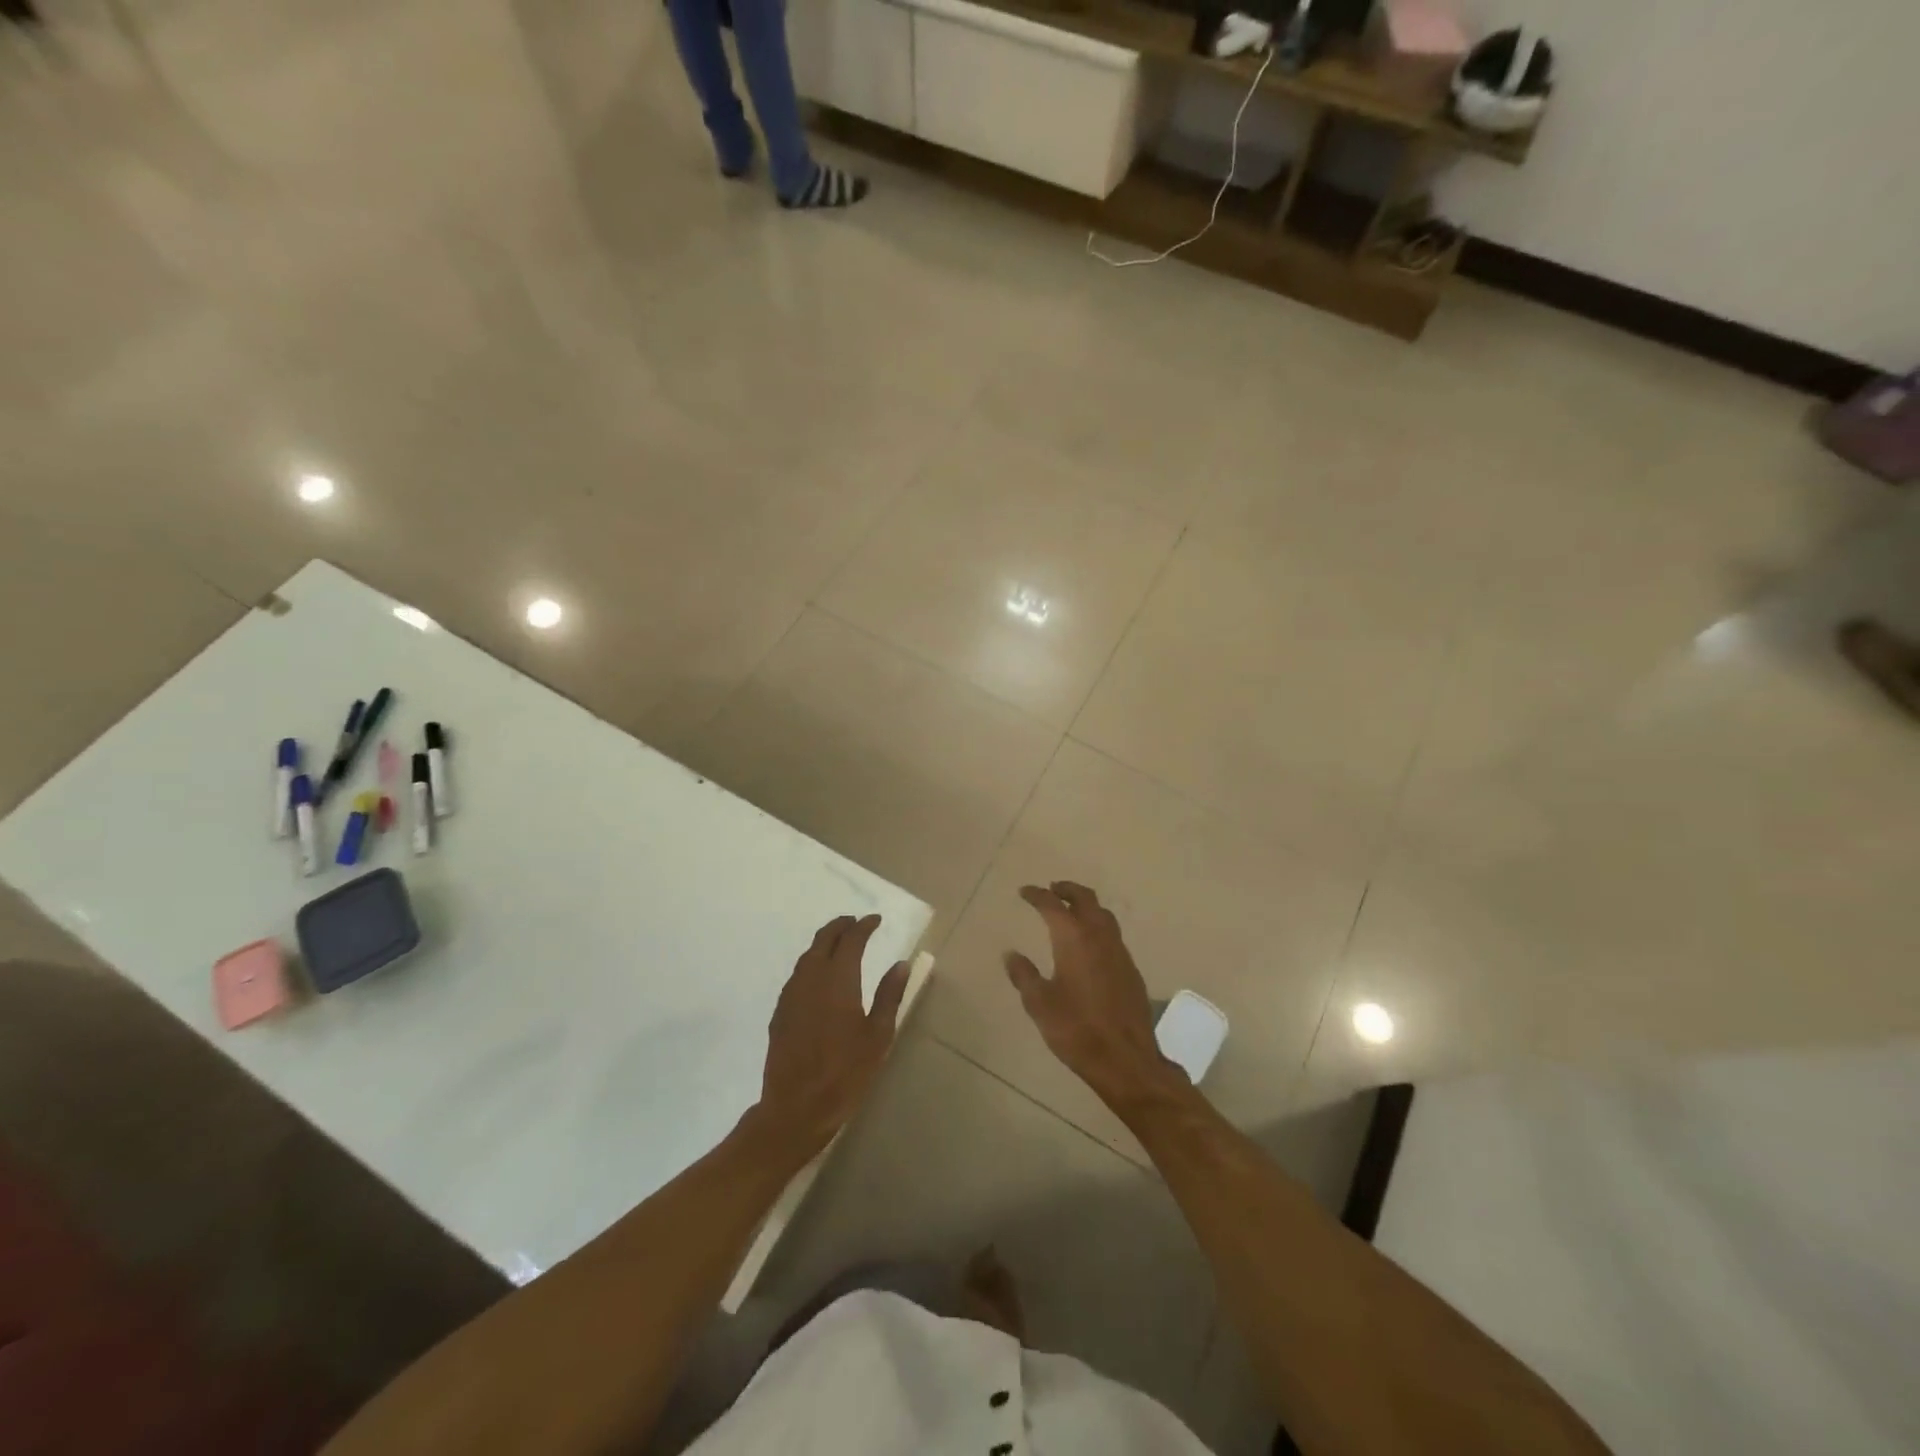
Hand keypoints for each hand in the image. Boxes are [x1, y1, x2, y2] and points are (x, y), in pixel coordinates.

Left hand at [757, 914, 908, 1155]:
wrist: (795, 1108)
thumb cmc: (845, 1073)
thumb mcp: (878, 1036)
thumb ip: (889, 996)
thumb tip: (901, 964)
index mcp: (838, 980)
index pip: (851, 940)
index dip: (864, 926)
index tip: (875, 920)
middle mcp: (811, 978)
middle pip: (824, 940)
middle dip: (840, 926)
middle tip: (856, 923)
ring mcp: (791, 995)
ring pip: (807, 955)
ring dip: (824, 943)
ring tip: (840, 943)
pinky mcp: (780, 1011)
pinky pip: (797, 974)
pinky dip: (811, 963)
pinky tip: (819, 975)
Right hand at [1005, 882, 1183, 1112]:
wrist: (1126, 1060)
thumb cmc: (1076, 1030)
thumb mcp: (1039, 1004)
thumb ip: (1024, 975)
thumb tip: (1011, 954)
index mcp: (1074, 939)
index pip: (1053, 905)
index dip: (1037, 895)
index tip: (1024, 892)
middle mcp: (1099, 936)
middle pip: (1085, 899)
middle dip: (1067, 890)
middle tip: (1052, 889)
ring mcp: (1119, 952)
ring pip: (1103, 915)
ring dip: (1086, 905)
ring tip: (1070, 911)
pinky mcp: (1131, 970)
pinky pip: (1113, 935)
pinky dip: (1098, 926)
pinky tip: (1089, 944)